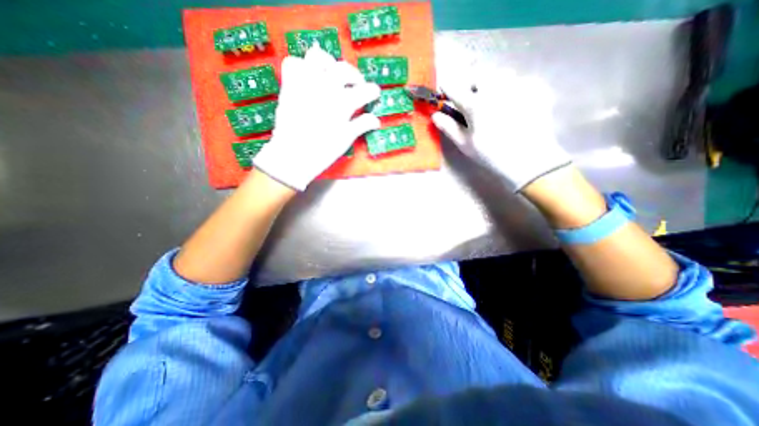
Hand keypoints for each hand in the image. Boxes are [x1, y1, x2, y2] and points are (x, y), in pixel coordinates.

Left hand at [254, 44, 382, 188]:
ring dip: (329, 63)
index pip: (365, 90)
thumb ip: (362, 125)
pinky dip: (302, 66)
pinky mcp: (290, 84)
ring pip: (318, 56)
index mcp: (343, 103)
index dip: (372, 92)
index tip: (374, 94)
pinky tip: (309, 78)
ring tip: (332, 75)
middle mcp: (326, 87)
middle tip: (356, 86)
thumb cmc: (323, 150)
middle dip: (355, 76)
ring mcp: (306, 83)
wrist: (293, 155)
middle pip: (345, 69)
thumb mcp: (346, 139)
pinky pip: (293, 63)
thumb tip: (376, 120)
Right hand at [433, 70, 568, 190]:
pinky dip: (513, 89)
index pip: (453, 86)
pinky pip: (520, 80)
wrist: (529, 160)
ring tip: (495, 101)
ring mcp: (518, 85)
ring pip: (500, 74)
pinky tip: (515, 105)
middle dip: (470, 83)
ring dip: (492, 83)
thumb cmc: (491, 155)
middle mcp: (495, 88)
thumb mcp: (465, 144)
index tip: (445, 94)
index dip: (447, 89)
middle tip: (472, 98)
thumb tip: (434, 115)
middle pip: (477, 74)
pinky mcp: (536, 88)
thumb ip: (448, 127)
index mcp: (475, 104)